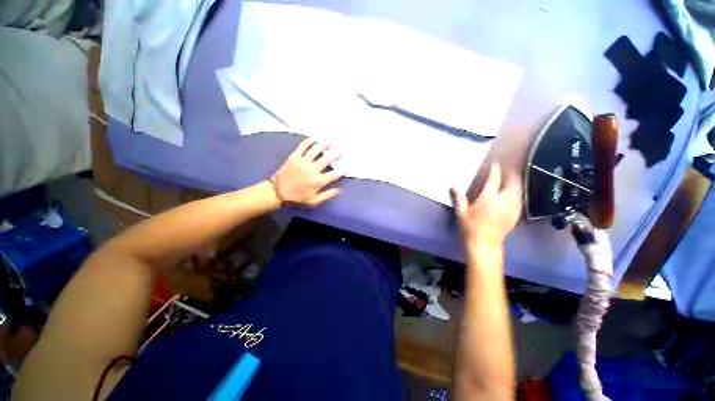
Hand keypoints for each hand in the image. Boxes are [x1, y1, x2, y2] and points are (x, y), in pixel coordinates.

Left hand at [270, 138, 344, 206]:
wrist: (278, 192)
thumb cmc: (297, 197)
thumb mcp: (313, 201)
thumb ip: (327, 195)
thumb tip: (339, 190)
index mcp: (317, 181)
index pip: (333, 174)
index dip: (341, 170)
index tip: (346, 166)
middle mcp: (312, 170)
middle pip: (326, 159)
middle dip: (335, 154)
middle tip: (341, 149)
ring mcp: (302, 162)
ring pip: (315, 150)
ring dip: (324, 144)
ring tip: (330, 140)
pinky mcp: (294, 157)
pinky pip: (303, 147)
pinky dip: (309, 141)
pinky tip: (314, 137)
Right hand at [452, 163, 522, 250]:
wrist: (485, 244)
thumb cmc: (471, 228)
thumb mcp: (461, 213)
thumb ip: (459, 198)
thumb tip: (454, 187)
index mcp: (488, 200)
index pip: (494, 180)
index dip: (495, 170)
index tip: (495, 163)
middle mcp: (503, 202)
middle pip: (513, 183)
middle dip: (511, 174)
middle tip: (507, 169)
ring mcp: (512, 208)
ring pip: (519, 190)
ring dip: (516, 182)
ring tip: (511, 178)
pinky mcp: (515, 215)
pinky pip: (520, 199)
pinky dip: (518, 192)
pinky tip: (514, 192)